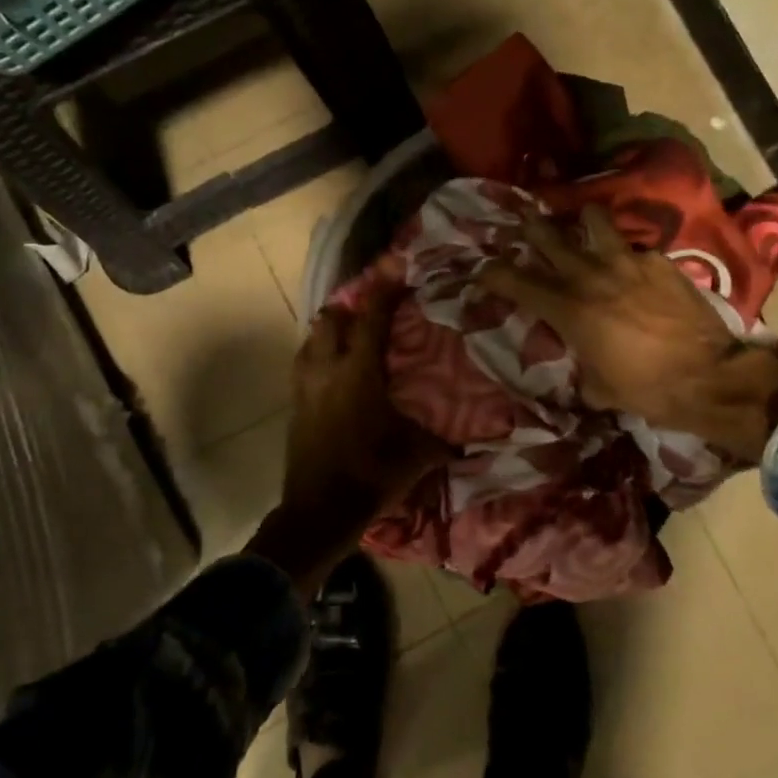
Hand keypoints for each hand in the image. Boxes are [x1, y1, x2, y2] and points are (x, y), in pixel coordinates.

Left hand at [243, 289, 448, 594]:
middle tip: (374, 311)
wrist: (319, 511)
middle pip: (331, 318)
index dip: (384, 288)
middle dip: (350, 307)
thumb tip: (484, 435)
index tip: (396, 265)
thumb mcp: (418, 455)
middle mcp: (327, 369)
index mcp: (359, 373)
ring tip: (353, 337)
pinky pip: (303, 363)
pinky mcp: (294, 404)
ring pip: (312, 338)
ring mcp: (305, 386)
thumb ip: (448, 439)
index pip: (371, 317)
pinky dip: (318, 354)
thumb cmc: (371, 475)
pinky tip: (333, 369)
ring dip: (331, 331)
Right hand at [480, 206, 777, 457]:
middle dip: (529, 228)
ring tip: (581, 226)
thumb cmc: (646, 390)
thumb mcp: (597, 387)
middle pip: (547, 235)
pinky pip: (633, 245)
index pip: (514, 280)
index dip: (492, 273)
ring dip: (580, 221)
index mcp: (567, 309)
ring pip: (592, 219)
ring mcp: (627, 261)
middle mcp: (590, 275)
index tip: (482, 271)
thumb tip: (577, 357)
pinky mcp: (659, 260)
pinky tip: (633, 267)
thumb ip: (578, 362)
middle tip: (524, 224)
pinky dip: (625, 252)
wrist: (709, 377)